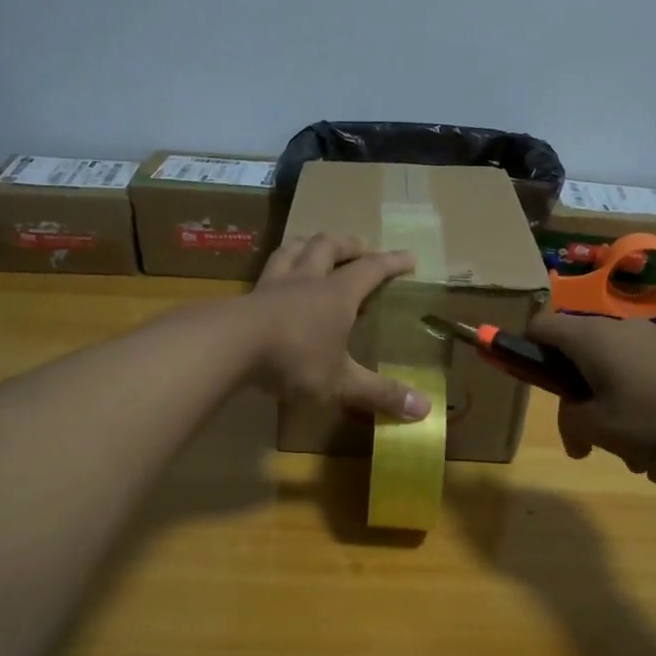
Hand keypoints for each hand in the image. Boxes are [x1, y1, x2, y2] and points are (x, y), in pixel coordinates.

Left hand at [243, 234, 430, 420]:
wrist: (230, 346)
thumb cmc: (295, 359)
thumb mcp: (341, 381)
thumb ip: (380, 393)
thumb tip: (425, 411)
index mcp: (337, 294)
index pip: (371, 269)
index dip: (392, 262)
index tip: (409, 258)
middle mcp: (308, 279)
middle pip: (328, 247)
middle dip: (348, 245)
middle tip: (360, 247)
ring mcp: (274, 284)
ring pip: (293, 249)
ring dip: (309, 244)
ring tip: (315, 247)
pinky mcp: (248, 296)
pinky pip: (267, 270)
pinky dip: (279, 266)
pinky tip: (275, 278)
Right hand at [525, 312, 655, 480]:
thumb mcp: (601, 428)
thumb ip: (570, 422)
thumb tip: (574, 419)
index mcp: (589, 338)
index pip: (539, 327)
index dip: (524, 351)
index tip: (533, 386)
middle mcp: (618, 332)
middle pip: (578, 363)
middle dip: (578, 409)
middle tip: (585, 447)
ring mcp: (654, 344)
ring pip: (615, 382)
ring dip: (616, 423)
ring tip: (637, 463)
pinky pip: (647, 388)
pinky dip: (646, 420)